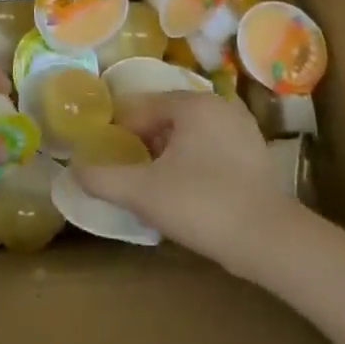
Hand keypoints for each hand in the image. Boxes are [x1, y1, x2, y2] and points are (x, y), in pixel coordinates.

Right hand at [72, 93, 294, 269]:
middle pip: (165, 118)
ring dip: (169, 153)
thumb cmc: (202, 204)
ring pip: (190, 134)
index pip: (140, 108)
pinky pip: (212, 148)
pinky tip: (188, 191)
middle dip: (144, 142)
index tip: (106, 158)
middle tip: (130, 173)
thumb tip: (74, 169)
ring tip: (156, 184)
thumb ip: (103, 178)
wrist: (270, 241)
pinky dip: (195, 162)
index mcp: (191, 103)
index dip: (118, 132)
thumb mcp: (143, 192)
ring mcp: (242, 129)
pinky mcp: (257, 154)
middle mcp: (218, 105)